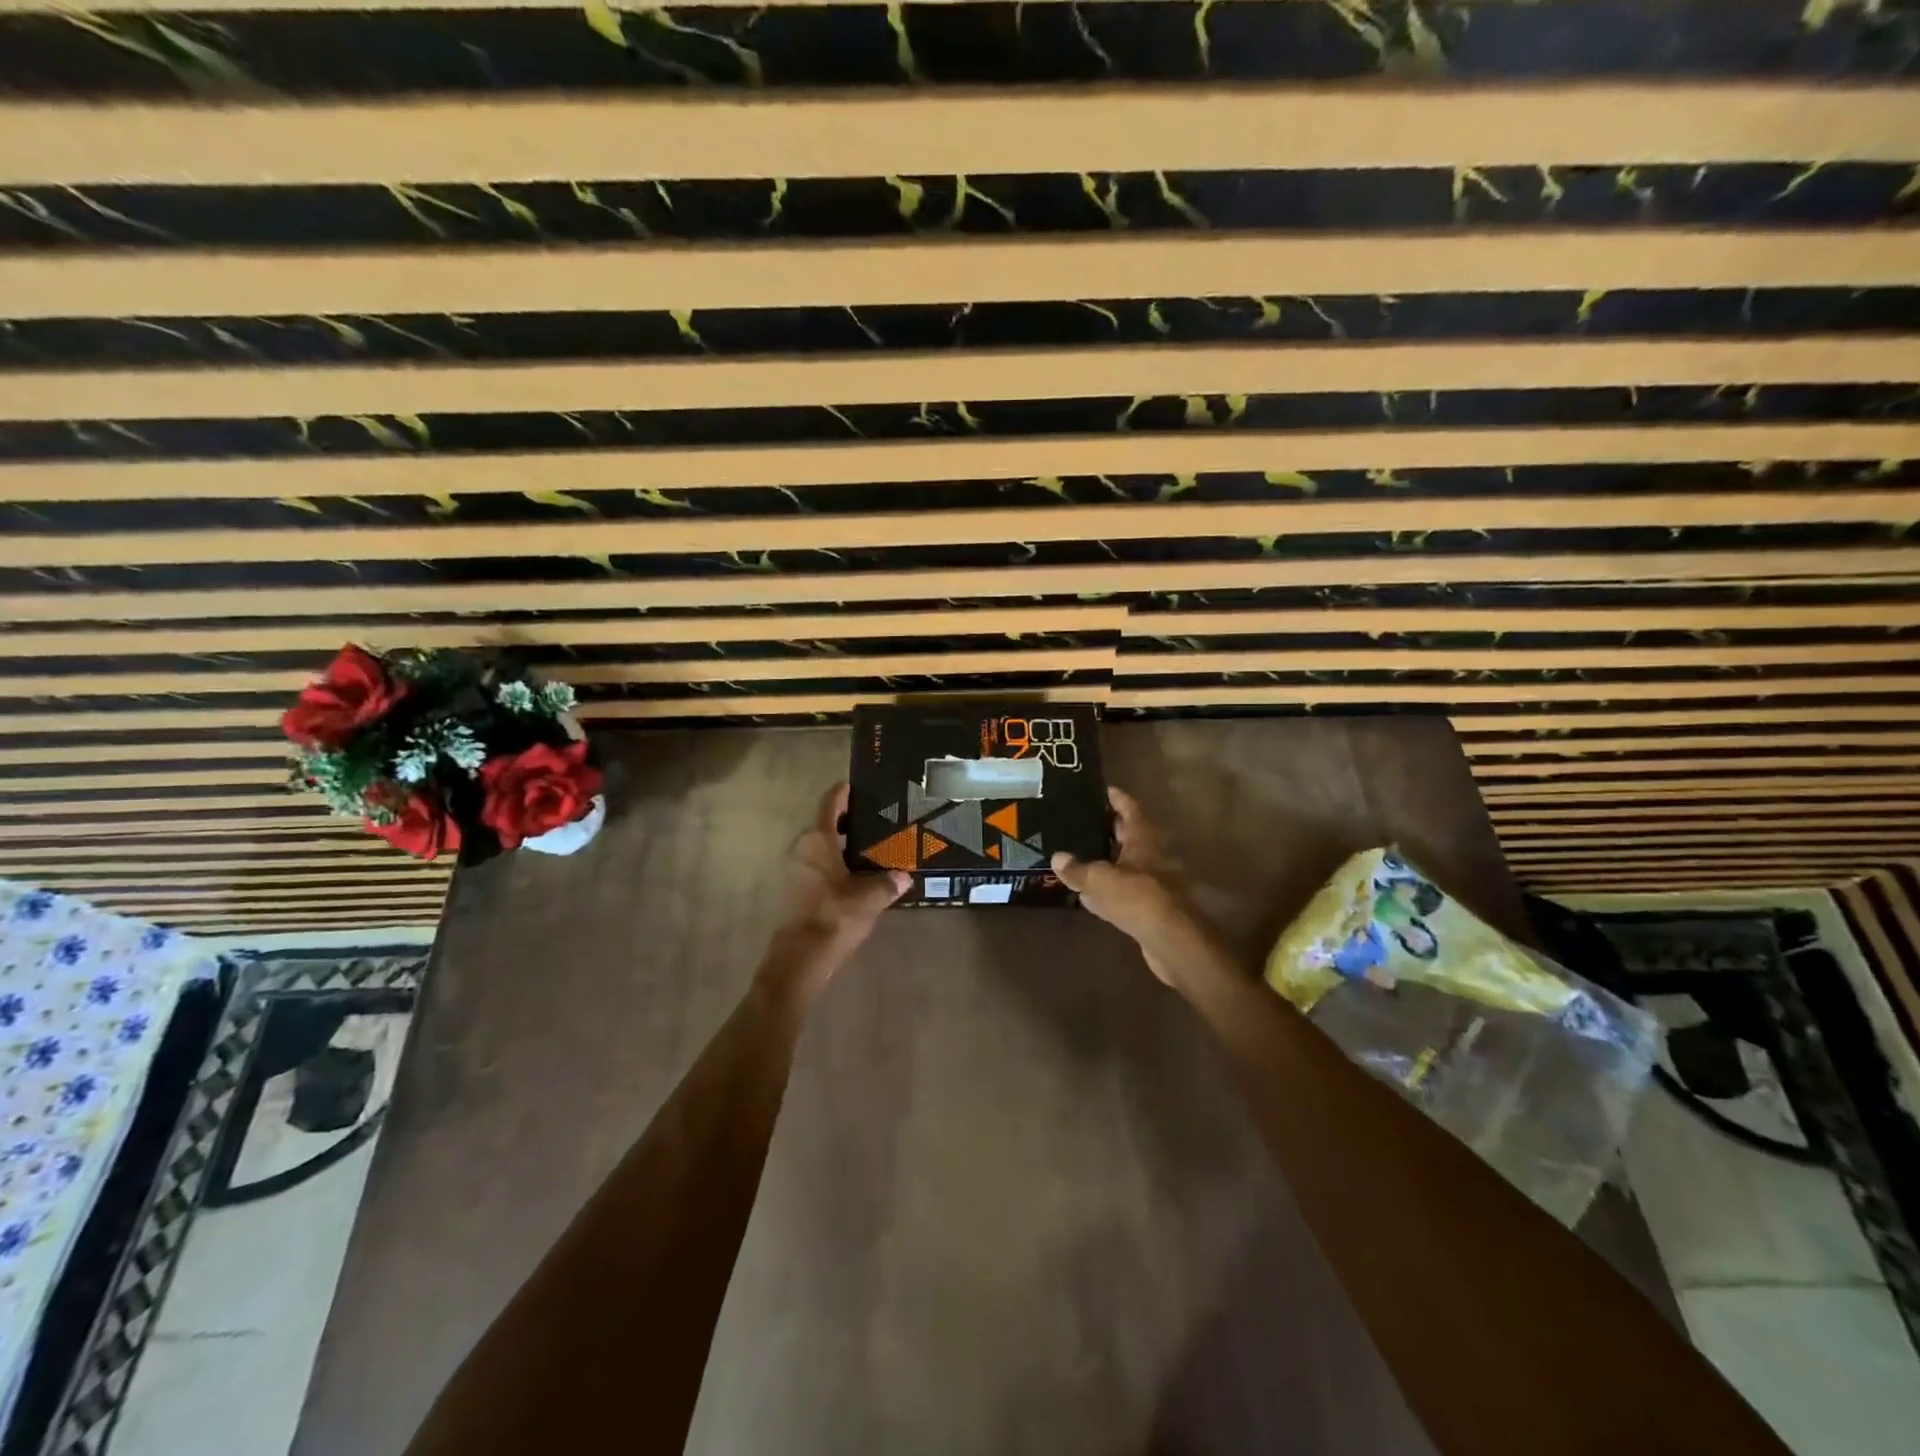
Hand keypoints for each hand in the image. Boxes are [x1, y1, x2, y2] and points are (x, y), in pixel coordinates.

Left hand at [759, 782, 909, 1000]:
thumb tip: (904, 875)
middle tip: (879, 820)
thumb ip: (888, 883)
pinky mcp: (796, 890)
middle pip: (826, 824)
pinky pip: (820, 866)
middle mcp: (802, 848)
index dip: (845, 791)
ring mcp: (796, 870)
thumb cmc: (834, 917)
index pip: (831, 802)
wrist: (800, 960)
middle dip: (850, 821)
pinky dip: (837, 864)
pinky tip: (860, 875)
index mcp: (817, 839)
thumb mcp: (870, 898)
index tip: (862, 786)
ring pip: (822, 847)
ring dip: (843, 845)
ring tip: (874, 848)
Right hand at [1050, 787, 1210, 987]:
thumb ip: (1077, 869)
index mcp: (1143, 837)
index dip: (1115, 798)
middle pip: (1130, 833)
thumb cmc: (1136, 897)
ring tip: (1083, 853)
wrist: (1170, 939)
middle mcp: (1154, 852)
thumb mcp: (1098, 880)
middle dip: (1110, 828)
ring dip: (1111, 858)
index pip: (1129, 808)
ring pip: (1129, 861)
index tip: (1102, 789)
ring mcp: (1157, 879)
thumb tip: (1058, 857)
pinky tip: (1094, 892)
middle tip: (1084, 821)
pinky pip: (1128, 887)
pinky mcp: (1154, 903)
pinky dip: (1113, 885)